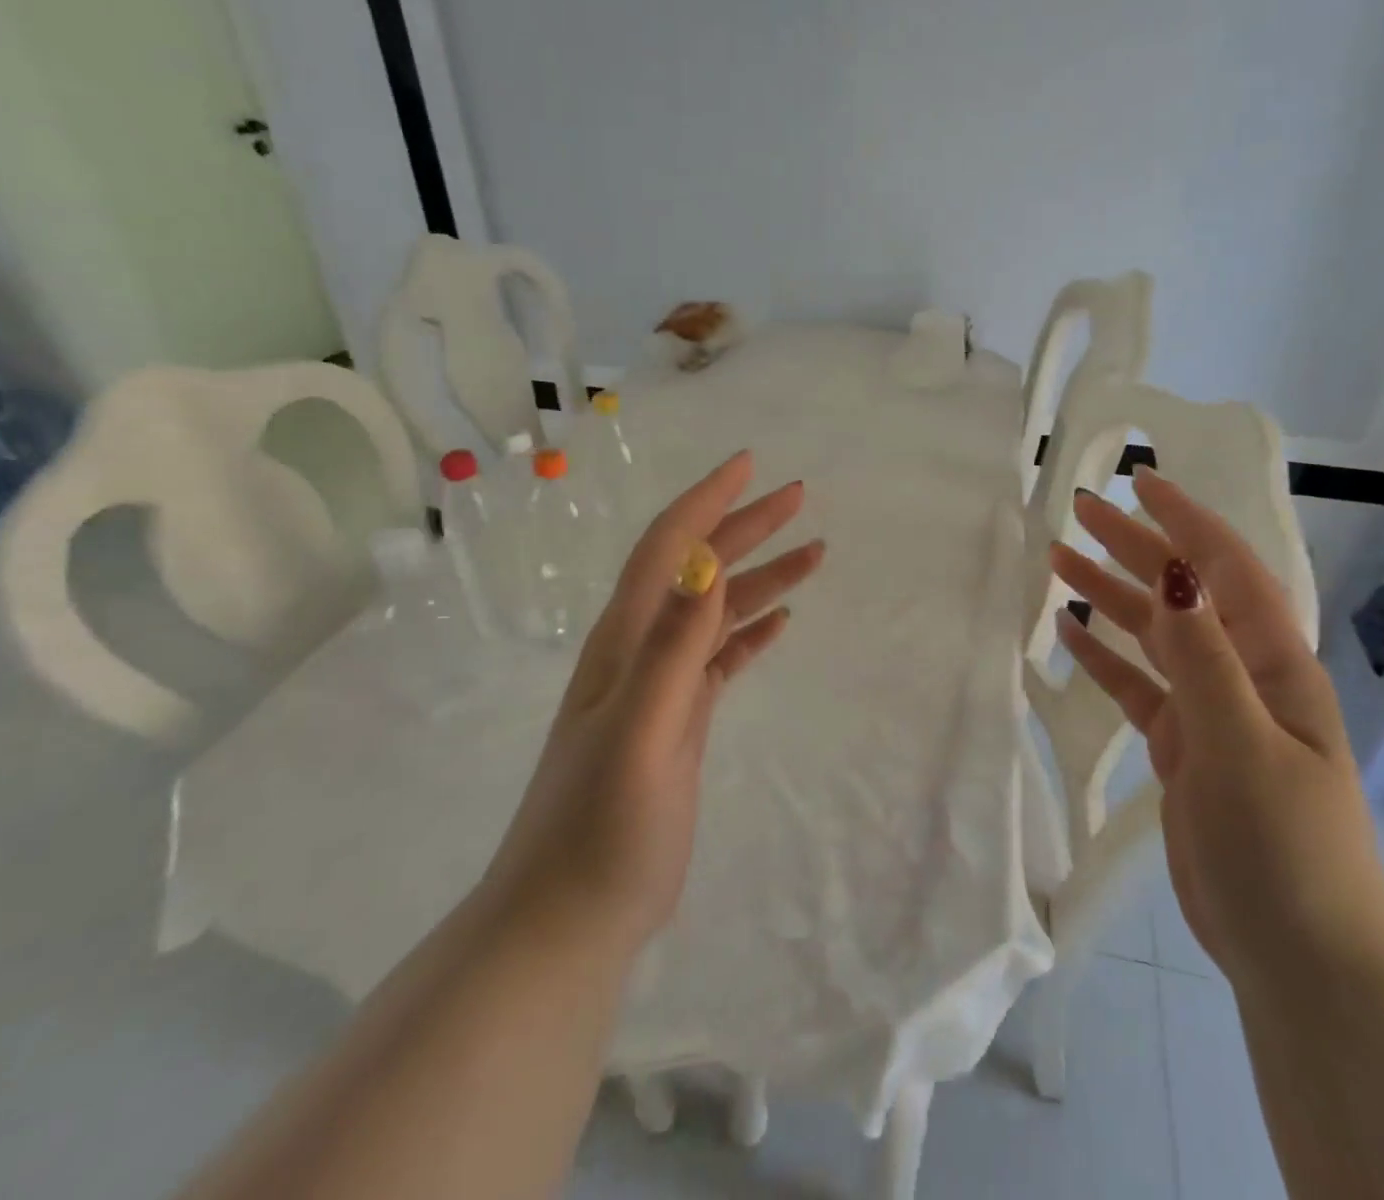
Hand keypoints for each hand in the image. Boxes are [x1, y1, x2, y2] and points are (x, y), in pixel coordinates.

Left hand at [486, 450, 823, 950]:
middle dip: (746, 526)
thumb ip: (669, 648)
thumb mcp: (637, 734)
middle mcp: (640, 650)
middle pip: (698, 568)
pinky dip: (751, 631)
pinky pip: (720, 658)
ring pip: (717, 611)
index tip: (749, 464)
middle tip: (798, 497)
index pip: (668, 548)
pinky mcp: (678, 720)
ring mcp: (660, 687)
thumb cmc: (599, 830)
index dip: (706, 500)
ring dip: (761, 577)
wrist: (569, 918)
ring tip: (813, 554)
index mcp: (624, 641)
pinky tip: (779, 620)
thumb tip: (703, 564)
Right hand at [1049, 466, 1383, 995]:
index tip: (1138, 482)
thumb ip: (1204, 657)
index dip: (1185, 521)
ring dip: (1110, 595)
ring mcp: (1211, 713)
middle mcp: (1242, 676)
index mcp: (1272, 665)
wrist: (1298, 956)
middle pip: (1181, 594)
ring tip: (1058, 561)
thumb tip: (1174, 572)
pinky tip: (1069, 634)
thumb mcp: (1242, 744)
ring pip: (1152, 636)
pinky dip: (1104, 658)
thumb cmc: (1283, 847)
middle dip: (1133, 546)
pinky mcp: (1183, 749)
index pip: (1226, 570)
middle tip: (1077, 510)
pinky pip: (1137, 687)